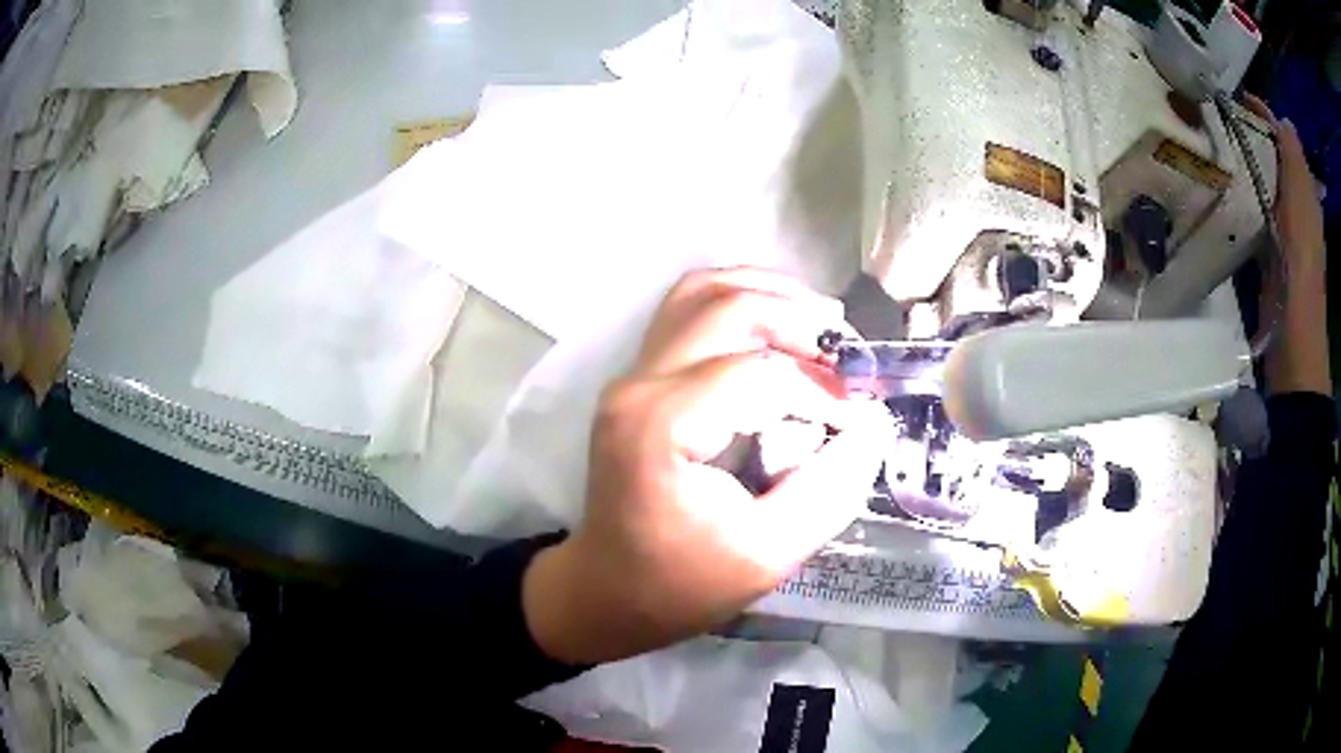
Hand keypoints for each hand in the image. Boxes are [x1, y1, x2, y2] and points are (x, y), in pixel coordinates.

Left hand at [523, 268, 888, 663]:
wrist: (606, 590)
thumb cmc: (679, 585)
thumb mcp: (767, 556)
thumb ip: (829, 490)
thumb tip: (873, 425)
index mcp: (661, 426)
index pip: (758, 372)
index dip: (821, 389)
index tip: (856, 421)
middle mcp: (640, 383)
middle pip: (728, 307)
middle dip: (800, 321)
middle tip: (848, 357)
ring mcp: (634, 375)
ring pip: (702, 292)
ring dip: (769, 295)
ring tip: (820, 326)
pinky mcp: (640, 379)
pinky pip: (690, 312)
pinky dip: (742, 305)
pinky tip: (780, 330)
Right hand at [1242, 95, 1329, 394]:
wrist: (1292, 341)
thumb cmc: (1299, 271)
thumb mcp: (1302, 209)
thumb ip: (1296, 163)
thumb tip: (1285, 122)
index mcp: (1306, 195)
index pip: (1285, 141)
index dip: (1265, 116)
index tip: (1236, 100)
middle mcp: (1298, 208)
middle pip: (1274, 158)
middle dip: (1252, 135)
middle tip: (1222, 121)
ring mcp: (1284, 231)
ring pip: (1264, 183)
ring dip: (1246, 163)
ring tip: (1220, 148)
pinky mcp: (1270, 250)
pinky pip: (1257, 209)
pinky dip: (1244, 194)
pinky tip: (1227, 190)